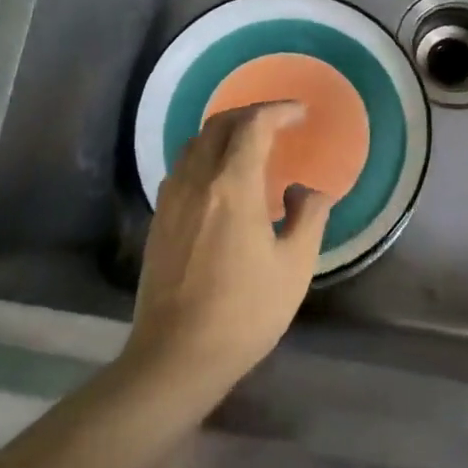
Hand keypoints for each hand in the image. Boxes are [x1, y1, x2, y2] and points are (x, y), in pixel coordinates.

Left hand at [125, 102, 333, 396]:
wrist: (177, 356)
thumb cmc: (245, 313)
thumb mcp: (294, 267)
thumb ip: (309, 218)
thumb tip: (307, 190)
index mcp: (232, 187)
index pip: (253, 126)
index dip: (278, 111)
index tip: (301, 113)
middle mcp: (196, 182)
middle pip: (218, 126)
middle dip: (250, 114)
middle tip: (278, 123)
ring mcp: (171, 200)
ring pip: (194, 144)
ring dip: (224, 133)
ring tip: (252, 146)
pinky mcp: (158, 220)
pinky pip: (182, 168)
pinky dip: (206, 156)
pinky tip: (222, 181)